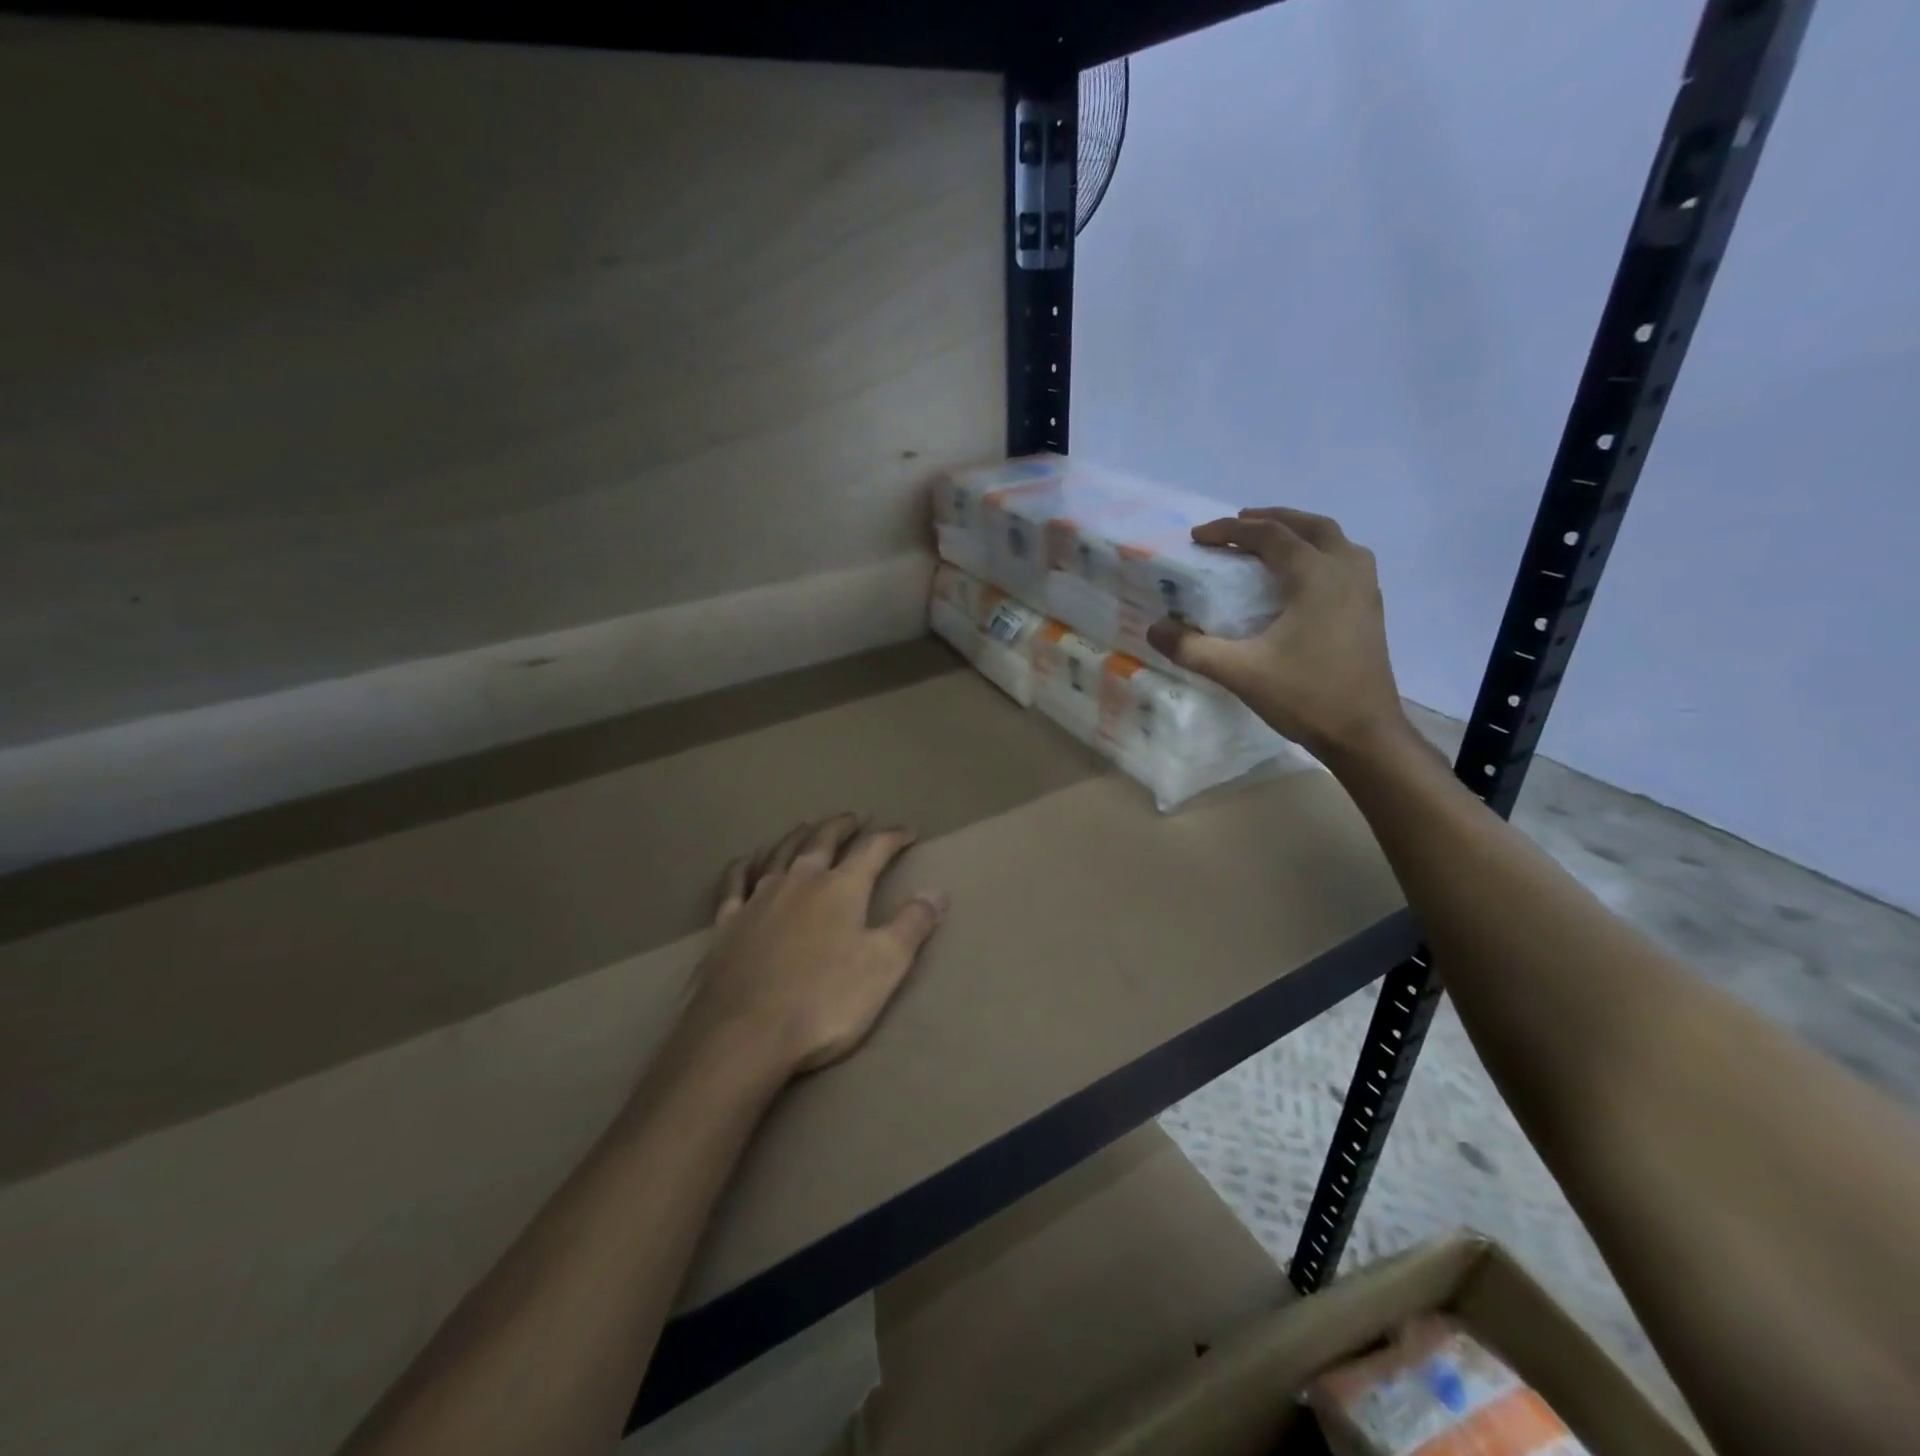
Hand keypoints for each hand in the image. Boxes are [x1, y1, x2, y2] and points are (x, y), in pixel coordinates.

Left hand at [681, 815, 948, 1078]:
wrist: (745, 1034)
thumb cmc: (825, 1000)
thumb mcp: (885, 966)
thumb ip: (912, 925)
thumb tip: (937, 892)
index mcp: (841, 888)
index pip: (873, 849)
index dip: (893, 837)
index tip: (909, 832)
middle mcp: (799, 881)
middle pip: (822, 840)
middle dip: (841, 826)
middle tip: (853, 818)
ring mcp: (759, 899)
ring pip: (780, 852)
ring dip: (797, 835)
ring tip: (807, 824)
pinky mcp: (727, 923)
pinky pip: (735, 882)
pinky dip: (744, 866)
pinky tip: (747, 861)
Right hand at [1146, 507, 1408, 761]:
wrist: (1364, 734)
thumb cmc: (1305, 696)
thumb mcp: (1240, 672)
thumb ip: (1193, 649)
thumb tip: (1154, 629)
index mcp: (1316, 575)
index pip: (1269, 535)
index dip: (1229, 530)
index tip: (1197, 537)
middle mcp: (1346, 571)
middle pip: (1309, 526)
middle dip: (1270, 520)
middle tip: (1237, 526)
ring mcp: (1365, 590)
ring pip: (1334, 540)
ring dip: (1300, 533)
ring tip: (1270, 544)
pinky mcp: (1370, 610)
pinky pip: (1345, 562)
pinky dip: (1319, 554)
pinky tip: (1300, 580)